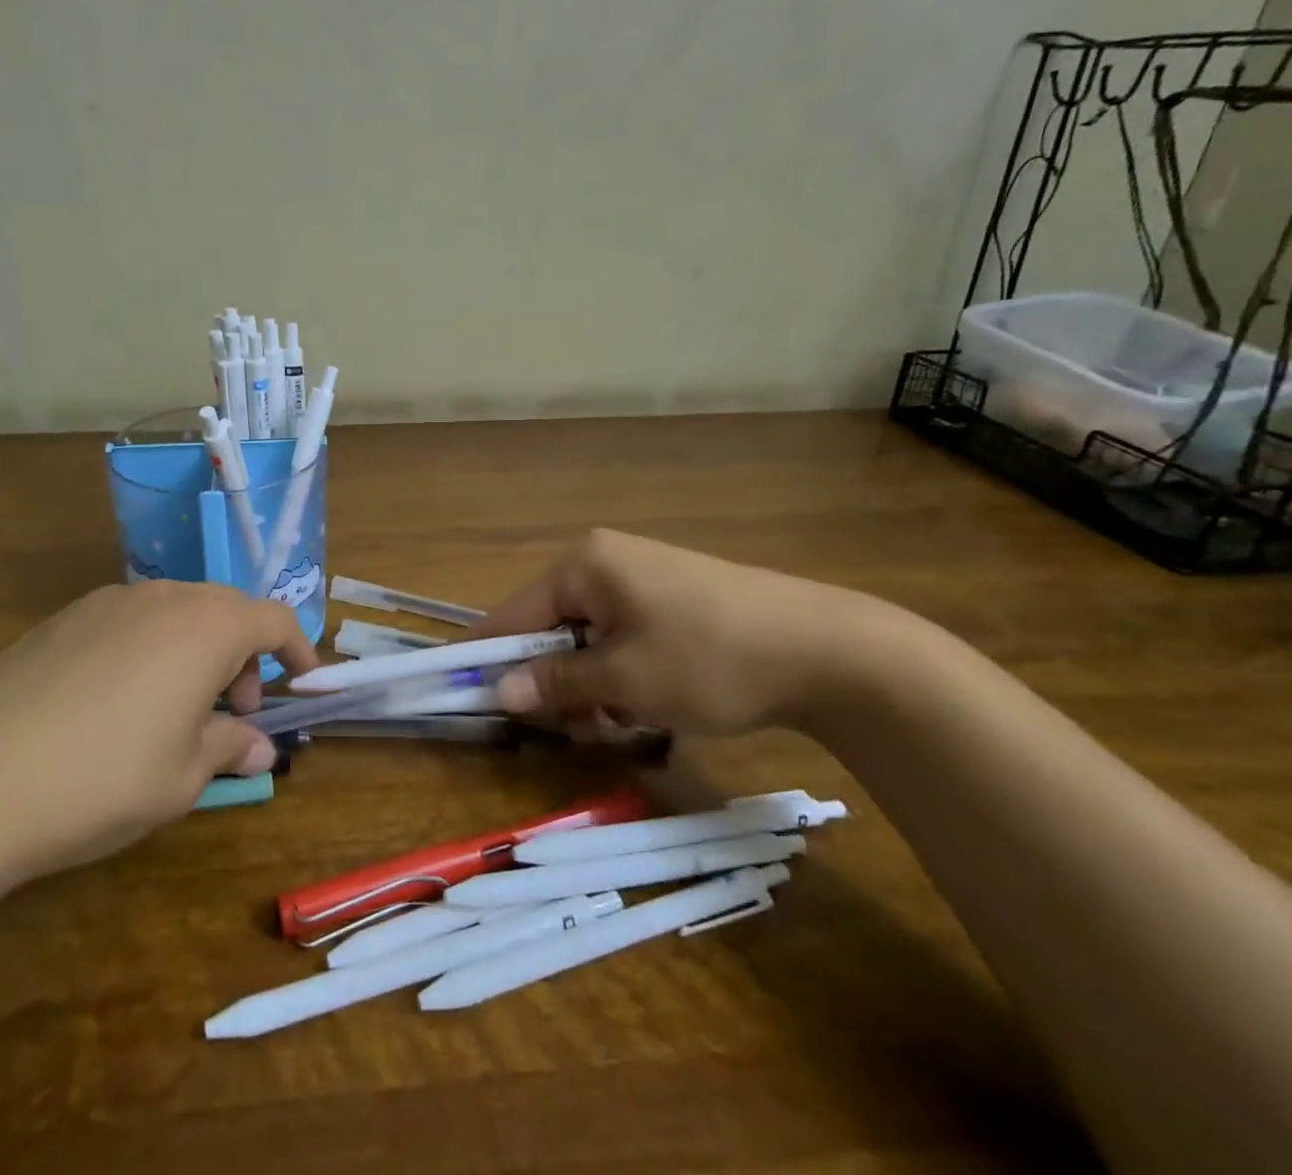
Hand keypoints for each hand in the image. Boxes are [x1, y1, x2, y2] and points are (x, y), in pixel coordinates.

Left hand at [0, 580, 315, 893]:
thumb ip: (229, 748)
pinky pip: (131, 621)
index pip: (273, 619)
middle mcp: (163, 598)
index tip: (303, 682)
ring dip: (197, 651)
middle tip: (233, 713)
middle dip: (244, 656)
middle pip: (226, 611)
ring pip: (177, 613)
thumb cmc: (102, 777)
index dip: (297, 649)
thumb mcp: (182, 776)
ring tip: (177, 709)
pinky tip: (119, 702)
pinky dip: (152, 649)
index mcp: (206, 626)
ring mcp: (108, 602)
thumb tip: (258, 747)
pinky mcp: (64, 618)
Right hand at [478, 529, 904, 736]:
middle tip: (579, 730)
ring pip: (589, 639)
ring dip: (594, 686)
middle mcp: (606, 561)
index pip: (514, 613)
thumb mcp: (625, 680)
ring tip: (626, 723)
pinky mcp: (672, 598)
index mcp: (585, 566)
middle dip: (557, 682)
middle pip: (552, 628)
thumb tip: (499, 691)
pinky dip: (623, 674)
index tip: (463, 692)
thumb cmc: (709, 659)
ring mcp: (643, 577)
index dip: (488, 656)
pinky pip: (623, 637)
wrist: (828, 650)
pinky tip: (651, 704)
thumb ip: (557, 684)